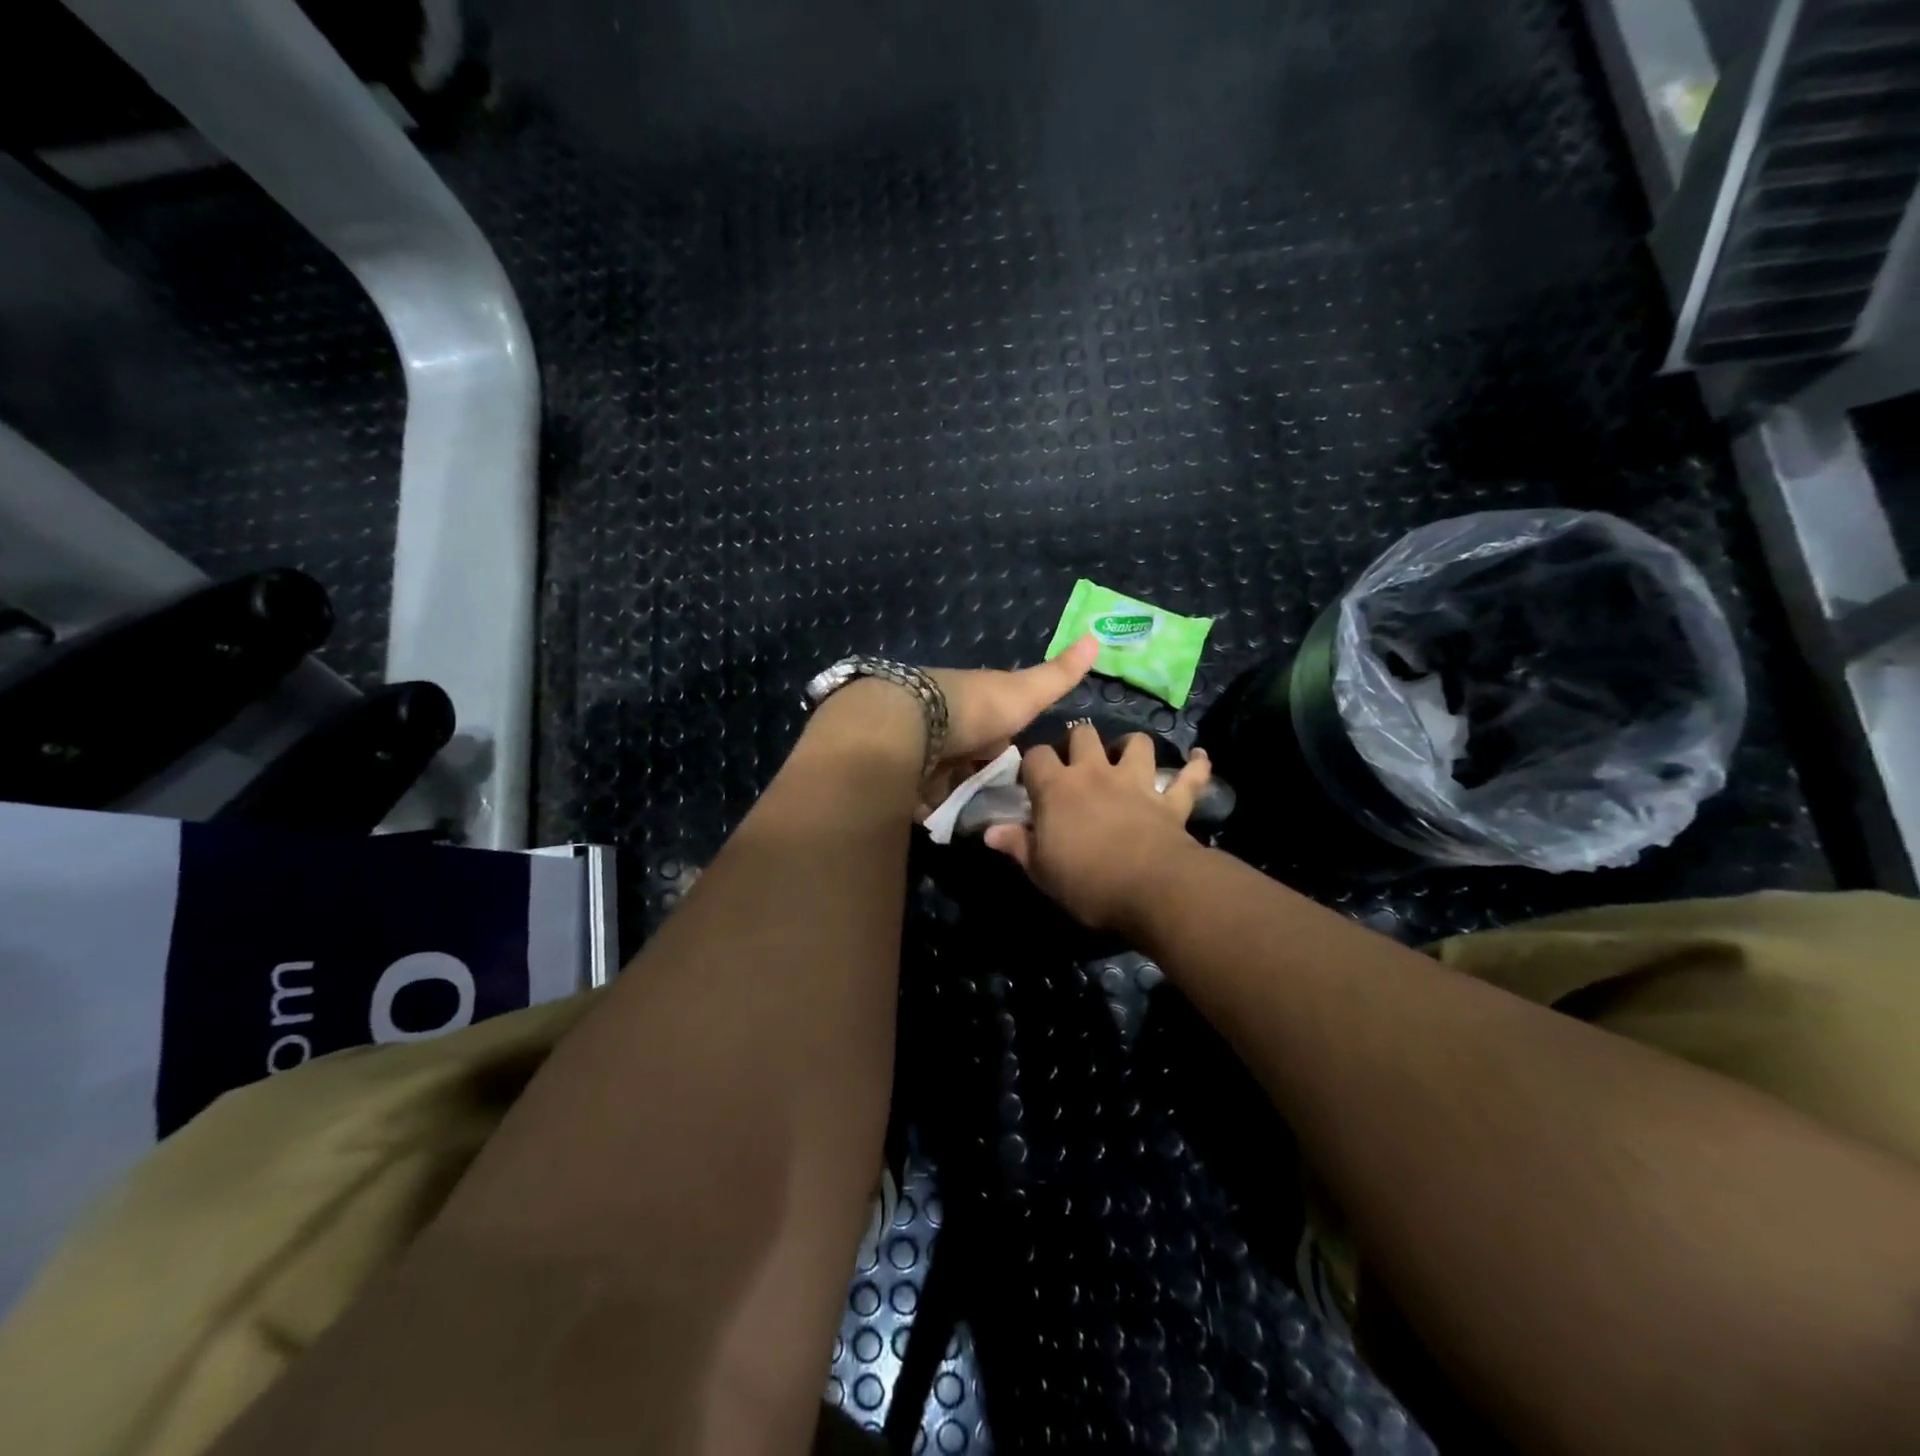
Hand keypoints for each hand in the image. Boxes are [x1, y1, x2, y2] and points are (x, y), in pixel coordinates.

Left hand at [916, 637, 1099, 813]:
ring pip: (946, 777)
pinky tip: (948, 821)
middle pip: (969, 755)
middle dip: (981, 776)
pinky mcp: (902, 775)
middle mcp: (947, 724)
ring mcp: (922, 750)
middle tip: (1003, 805)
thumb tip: (1097, 636)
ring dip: (958, 794)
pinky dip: (933, 806)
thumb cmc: (979, 708)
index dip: (1005, 747)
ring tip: (980, 820)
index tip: (1019, 771)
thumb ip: (1058, 674)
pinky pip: (921, 795)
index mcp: (975, 704)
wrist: (919, 724)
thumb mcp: (1027, 692)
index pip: (995, 728)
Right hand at [984, 723, 1212, 931]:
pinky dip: (1196, 767)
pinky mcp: (1171, 800)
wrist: (1151, 889)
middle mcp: (1096, 773)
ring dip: (1131, 747)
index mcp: (1057, 788)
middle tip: (1076, 765)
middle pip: (1084, 734)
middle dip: (1078, 742)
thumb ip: (1017, 845)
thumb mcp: (1040, 870)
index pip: (1036, 756)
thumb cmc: (1086, 881)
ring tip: (1127, 758)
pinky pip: (1189, 777)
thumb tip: (989, 831)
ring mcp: (1137, 783)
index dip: (1032, 764)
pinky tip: (1200, 758)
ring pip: (1136, 743)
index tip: (1031, 780)